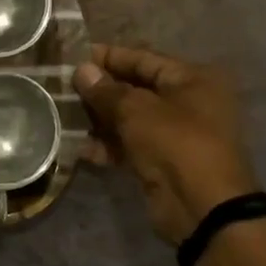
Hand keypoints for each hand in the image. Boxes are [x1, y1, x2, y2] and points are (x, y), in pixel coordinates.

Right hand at [74, 44, 260, 245]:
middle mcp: (189, 102)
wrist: (203, 208)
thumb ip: (106, 90)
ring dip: (99, 119)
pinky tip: (79, 147)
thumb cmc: (175, 144)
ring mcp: (176, 134)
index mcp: (193, 80)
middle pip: (136, 88)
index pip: (144, 59)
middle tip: (63, 88)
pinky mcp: (163, 161)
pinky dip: (108, 145)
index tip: (74, 57)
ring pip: (130, 118)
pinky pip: (131, 144)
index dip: (109, 57)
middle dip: (100, 90)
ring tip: (64, 116)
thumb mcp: (137, 111)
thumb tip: (82, 70)